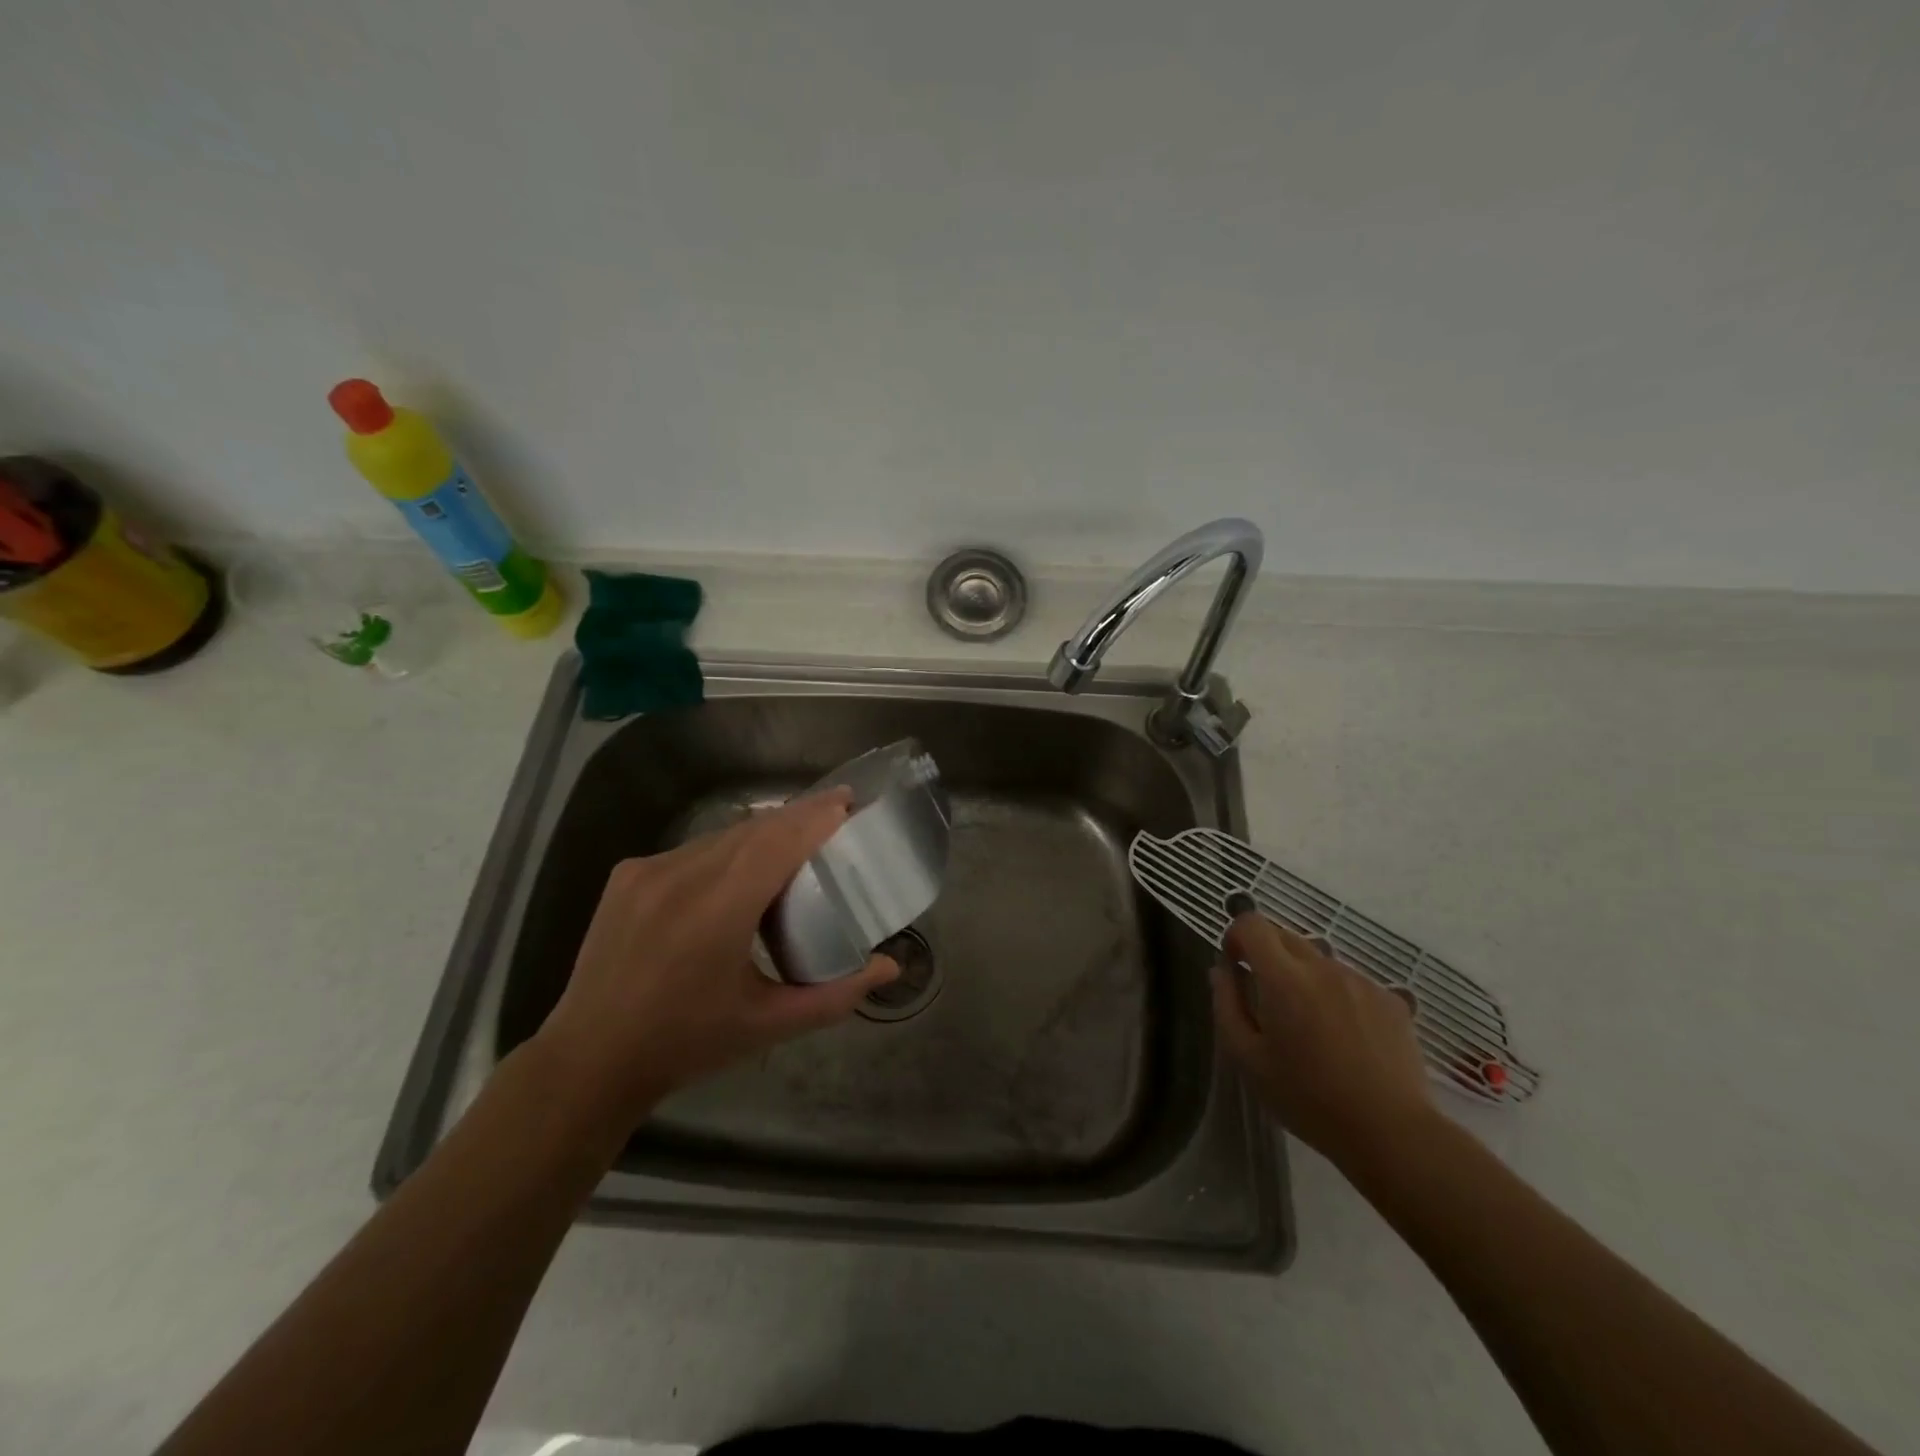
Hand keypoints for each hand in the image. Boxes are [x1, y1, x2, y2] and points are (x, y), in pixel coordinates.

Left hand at [536, 787, 897, 1133]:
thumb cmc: (687, 1043)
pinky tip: (738, 873)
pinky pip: (692, 850)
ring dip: (762, 834)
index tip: (848, 801)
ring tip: (793, 845)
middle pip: (753, 829)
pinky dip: (726, 851)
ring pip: (722, 836)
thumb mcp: (769, 1024)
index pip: (777, 842)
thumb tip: (890, 968)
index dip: (815, 816)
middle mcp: (681, 876)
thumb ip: (837, 995)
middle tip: (835, 817)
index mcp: (717, 910)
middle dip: (797, 818)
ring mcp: (648, 871)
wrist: (589, 1059)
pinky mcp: (627, 875)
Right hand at [1210, 911, 1433, 1169]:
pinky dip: (1337, 995)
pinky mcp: (1391, 1000)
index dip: (1236, 936)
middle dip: (1267, 955)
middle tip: (1267, 999)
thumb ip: (1227, 1006)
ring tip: (1310, 1025)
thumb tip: (1221, 970)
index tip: (1235, 966)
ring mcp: (1361, 981)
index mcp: (1284, 978)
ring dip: (1303, 977)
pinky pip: (1351, 982)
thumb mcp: (1248, 1059)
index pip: (1252, 924)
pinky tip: (1345, 1038)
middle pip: (1285, 936)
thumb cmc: (1308, 1098)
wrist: (1391, 1132)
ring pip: (1319, 960)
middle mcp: (1323, 967)